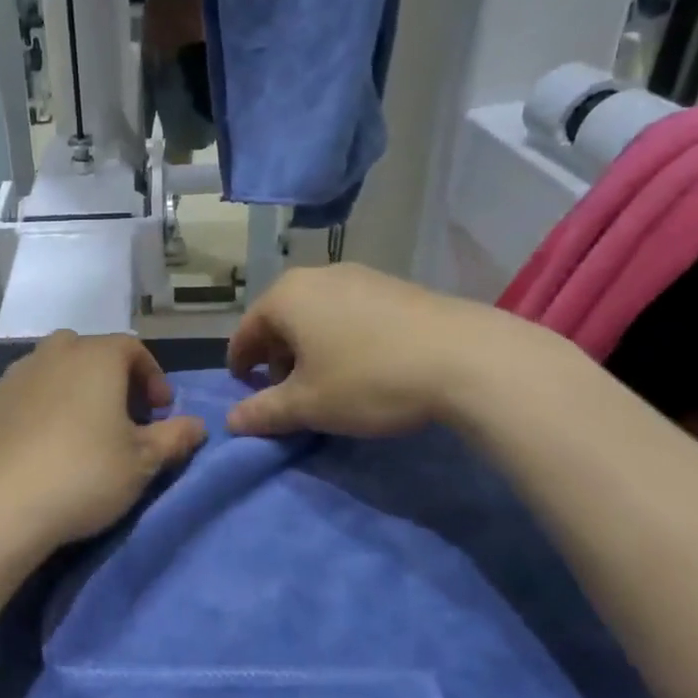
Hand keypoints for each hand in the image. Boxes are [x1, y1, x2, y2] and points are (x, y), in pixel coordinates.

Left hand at [0, 331, 207, 547]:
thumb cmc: (84, 475)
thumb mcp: (143, 462)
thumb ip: (175, 438)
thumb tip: (198, 425)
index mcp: (94, 358)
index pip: (132, 348)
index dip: (152, 377)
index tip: (161, 412)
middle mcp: (51, 356)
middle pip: (88, 352)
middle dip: (110, 378)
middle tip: (122, 416)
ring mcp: (11, 379)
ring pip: (50, 371)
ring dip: (71, 391)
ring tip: (80, 432)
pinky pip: (21, 398)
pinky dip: (37, 411)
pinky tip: (39, 449)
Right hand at [226, 265, 565, 438]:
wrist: (466, 358)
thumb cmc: (368, 380)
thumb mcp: (309, 405)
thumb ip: (263, 412)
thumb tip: (232, 421)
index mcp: (286, 297)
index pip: (246, 331)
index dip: (240, 364)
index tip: (244, 391)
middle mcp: (318, 276)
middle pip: (281, 318)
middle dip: (276, 356)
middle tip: (285, 391)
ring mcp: (360, 276)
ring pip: (316, 313)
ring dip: (309, 347)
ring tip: (325, 381)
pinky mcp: (395, 286)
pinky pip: (349, 311)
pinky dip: (340, 337)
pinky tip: (362, 365)